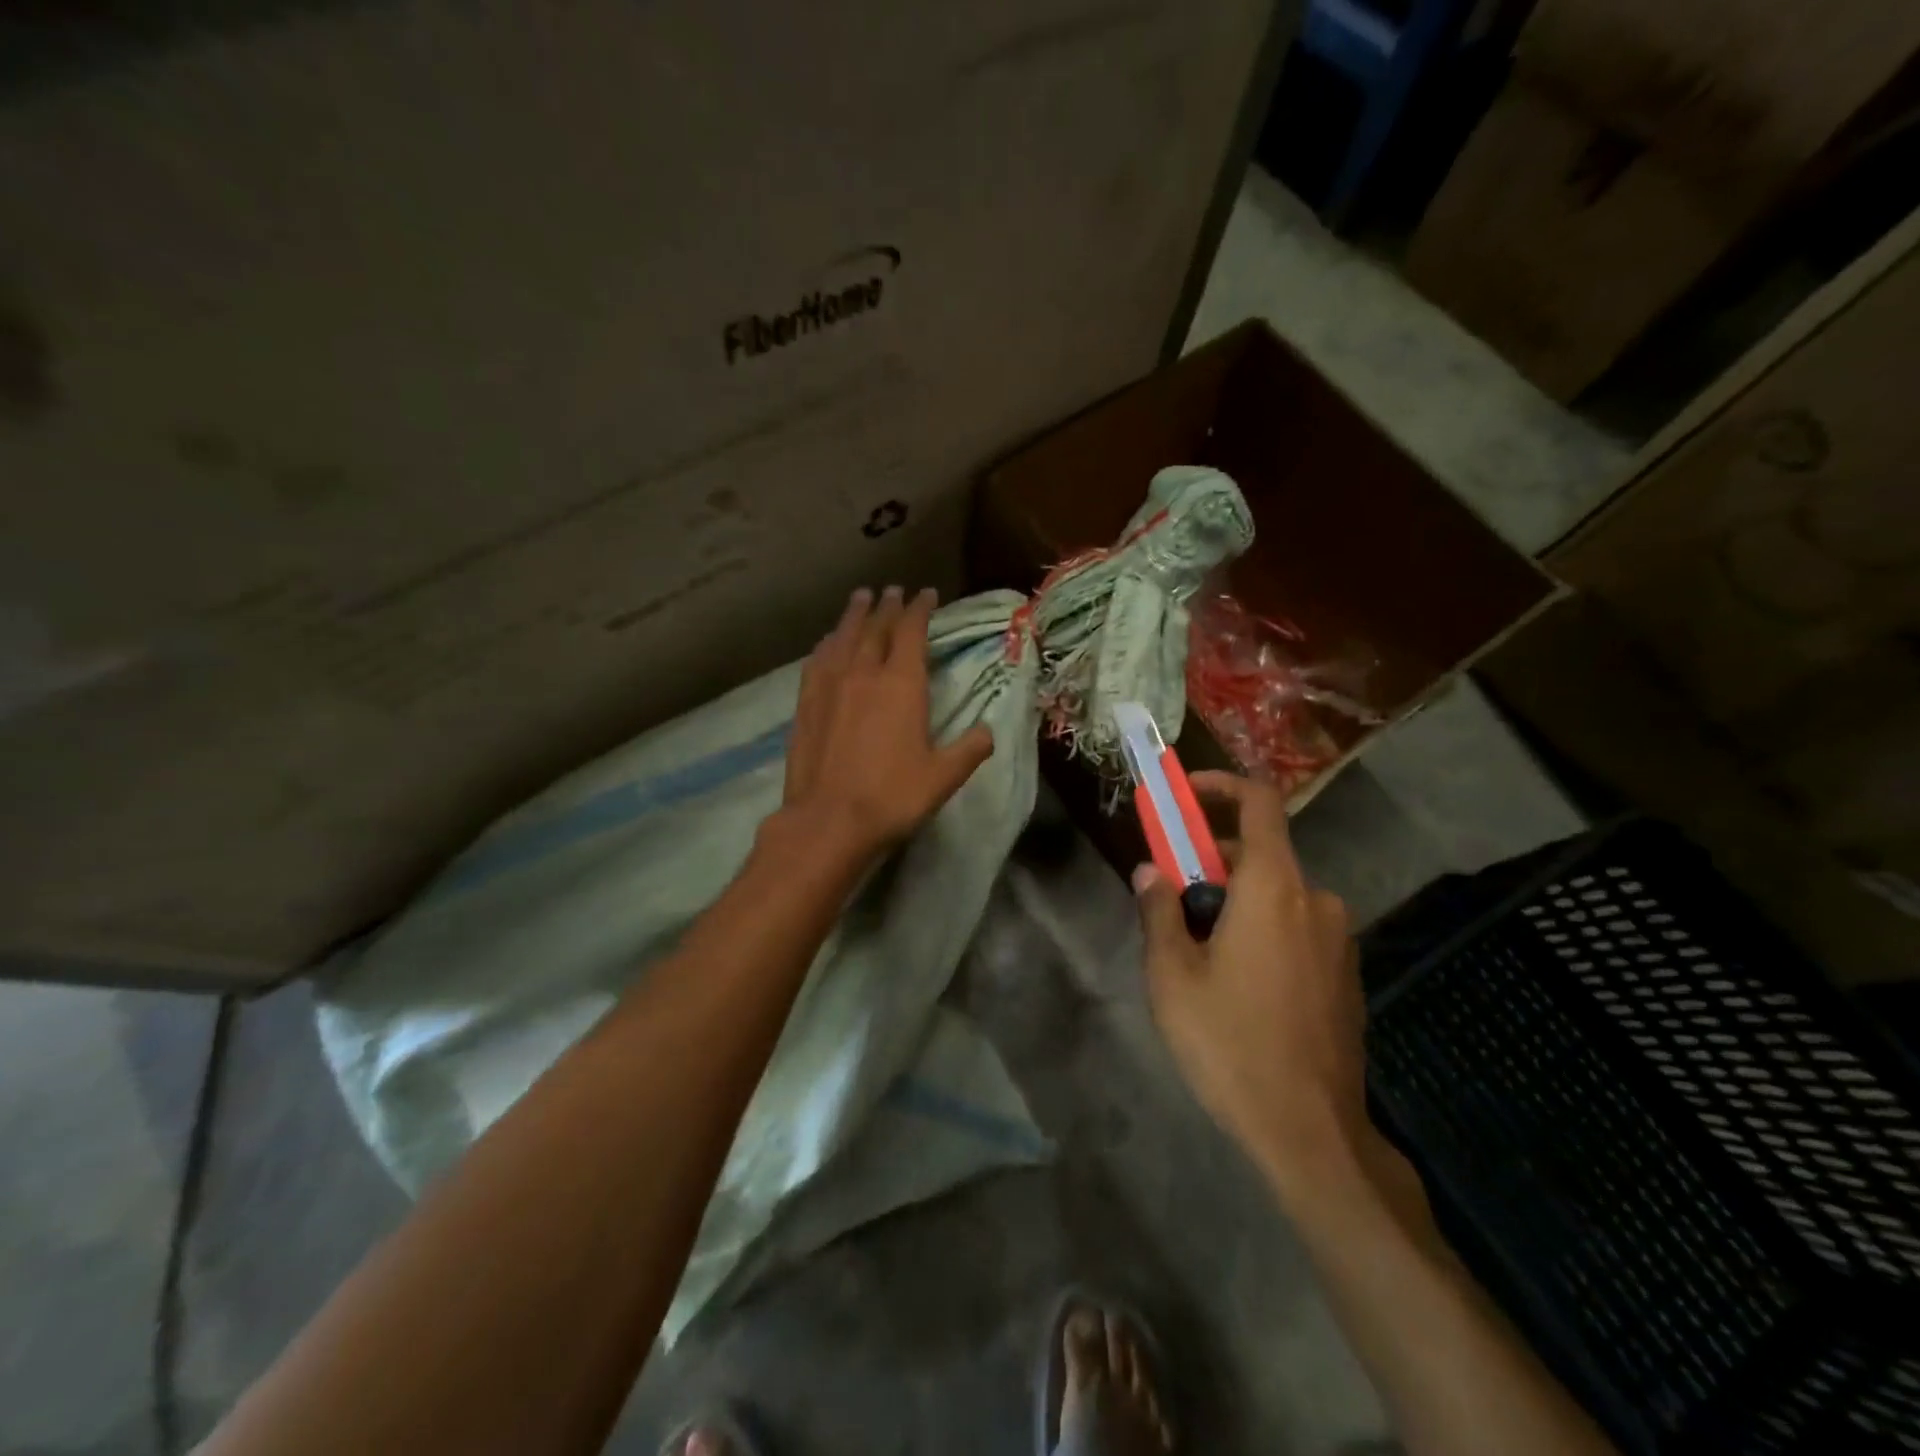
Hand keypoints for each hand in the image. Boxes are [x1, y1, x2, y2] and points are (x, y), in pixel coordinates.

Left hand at [782, 586, 994, 858]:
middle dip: (888, 606)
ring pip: (843, 637)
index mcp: (901, 685)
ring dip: (855, 615)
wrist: (828, 820)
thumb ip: (969, 750)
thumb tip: (988, 731)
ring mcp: (830, 686)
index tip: (926, 594)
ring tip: (861, 597)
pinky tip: (828, 641)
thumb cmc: (892, 797)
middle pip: (876, 628)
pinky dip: (827, 643)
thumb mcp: (943, 777)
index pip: (912, 632)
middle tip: (894, 590)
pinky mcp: (806, 703)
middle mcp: (864, 673)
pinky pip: (818, 660)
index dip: (920, 609)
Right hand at [1133, 772, 1370, 1192]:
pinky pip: (1297, 929)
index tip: (1185, 795)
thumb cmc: (1230, 1043)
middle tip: (1173, 901)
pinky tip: (1241, 986)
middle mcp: (1315, 900)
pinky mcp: (1346, 974)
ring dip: (1236, 904)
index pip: (1258, 803)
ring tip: (1200, 956)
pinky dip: (1264, 930)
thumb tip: (1150, 870)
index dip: (1221, 786)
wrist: (1311, 1132)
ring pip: (1277, 896)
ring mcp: (1338, 939)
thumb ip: (1159, 912)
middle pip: (1260, 854)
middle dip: (1211, 864)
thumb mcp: (1172, 976)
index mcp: (1273, 888)